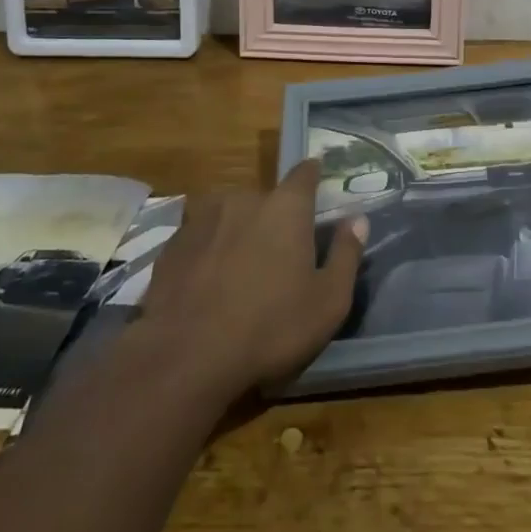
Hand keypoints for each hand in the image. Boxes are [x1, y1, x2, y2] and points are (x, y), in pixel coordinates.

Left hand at [136, 161, 365, 404]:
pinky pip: (199, 239)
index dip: (312, 175)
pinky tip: (205, 285)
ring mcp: (203, 219)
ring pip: (229, 217)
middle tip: (277, 255)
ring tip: (237, 271)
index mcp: (285, 207)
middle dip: (273, 219)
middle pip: (265, 200)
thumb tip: (358, 219)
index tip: (316, 178)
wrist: (186, 358)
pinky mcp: (172, 245)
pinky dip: (206, 253)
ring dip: (237, 234)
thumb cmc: (270, 328)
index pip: (304, 173)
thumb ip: (346, 254)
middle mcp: (244, 199)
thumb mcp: (328, 301)